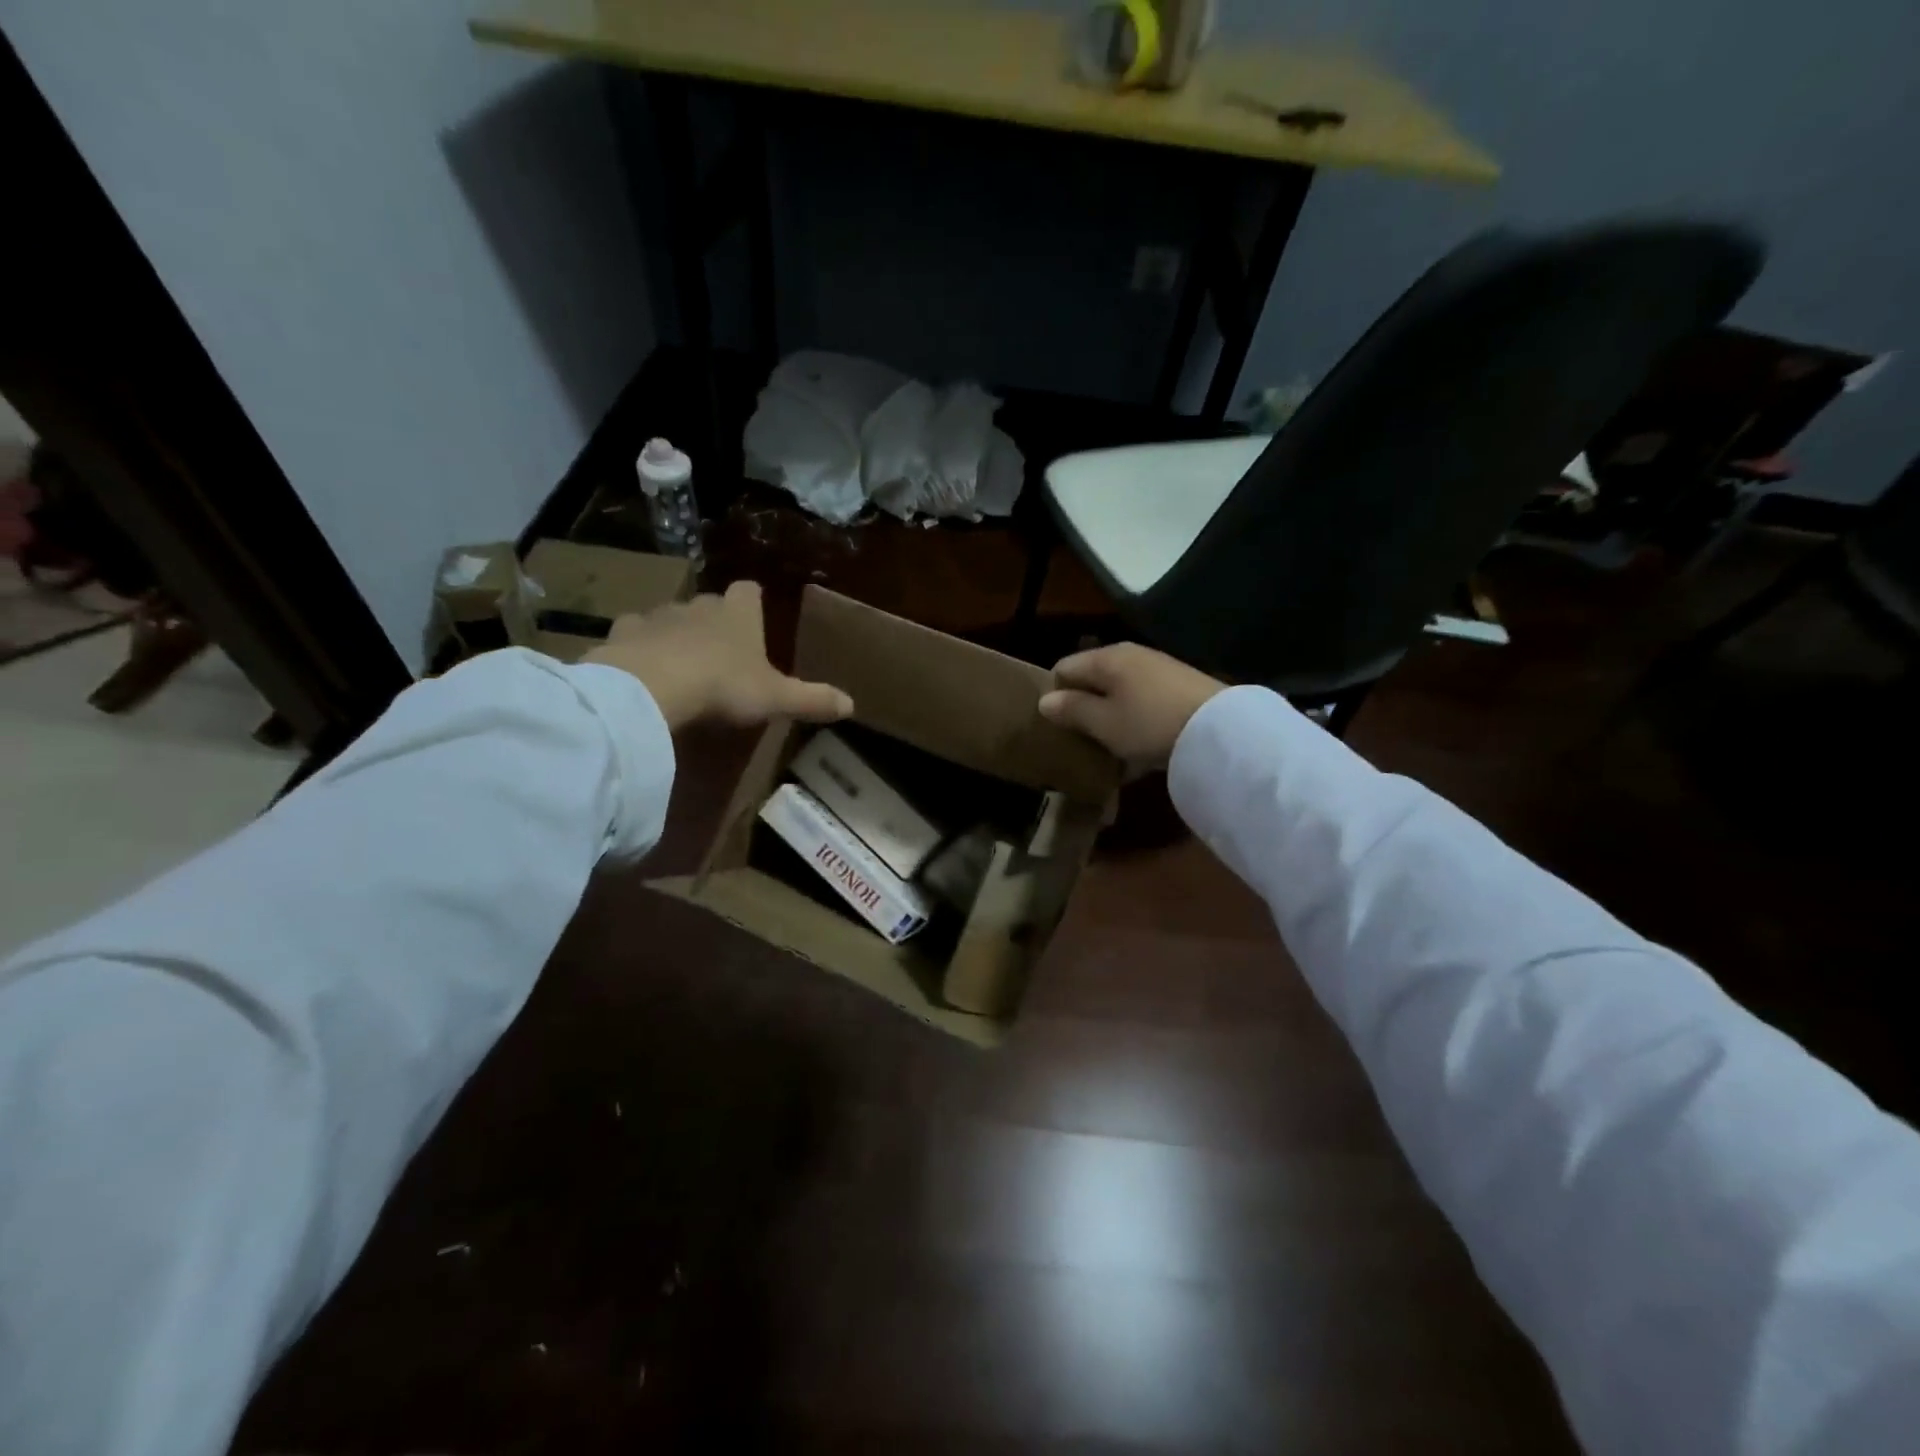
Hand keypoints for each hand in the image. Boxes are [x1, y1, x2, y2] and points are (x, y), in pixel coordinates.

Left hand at [584, 581, 852, 731]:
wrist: (653, 687)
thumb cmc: (723, 686)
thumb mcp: (775, 698)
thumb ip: (812, 699)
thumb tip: (852, 705)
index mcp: (738, 615)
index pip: (749, 592)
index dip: (752, 601)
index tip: (754, 613)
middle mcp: (698, 605)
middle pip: (709, 603)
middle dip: (714, 620)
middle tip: (719, 649)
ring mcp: (658, 616)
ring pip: (669, 615)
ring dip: (674, 632)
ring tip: (677, 661)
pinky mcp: (623, 633)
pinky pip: (633, 633)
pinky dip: (638, 645)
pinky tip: (640, 666)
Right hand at [1037, 643, 1224, 770]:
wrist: (1221, 730)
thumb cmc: (1148, 724)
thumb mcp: (1103, 723)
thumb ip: (1072, 710)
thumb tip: (1045, 700)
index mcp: (1106, 658)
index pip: (1064, 667)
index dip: (1054, 694)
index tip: (1054, 725)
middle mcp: (1131, 656)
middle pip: (1093, 679)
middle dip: (1083, 707)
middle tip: (1078, 740)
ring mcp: (1158, 670)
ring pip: (1119, 693)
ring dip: (1109, 718)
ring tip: (1108, 749)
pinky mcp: (1179, 688)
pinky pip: (1143, 703)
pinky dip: (1134, 721)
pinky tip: (1139, 750)